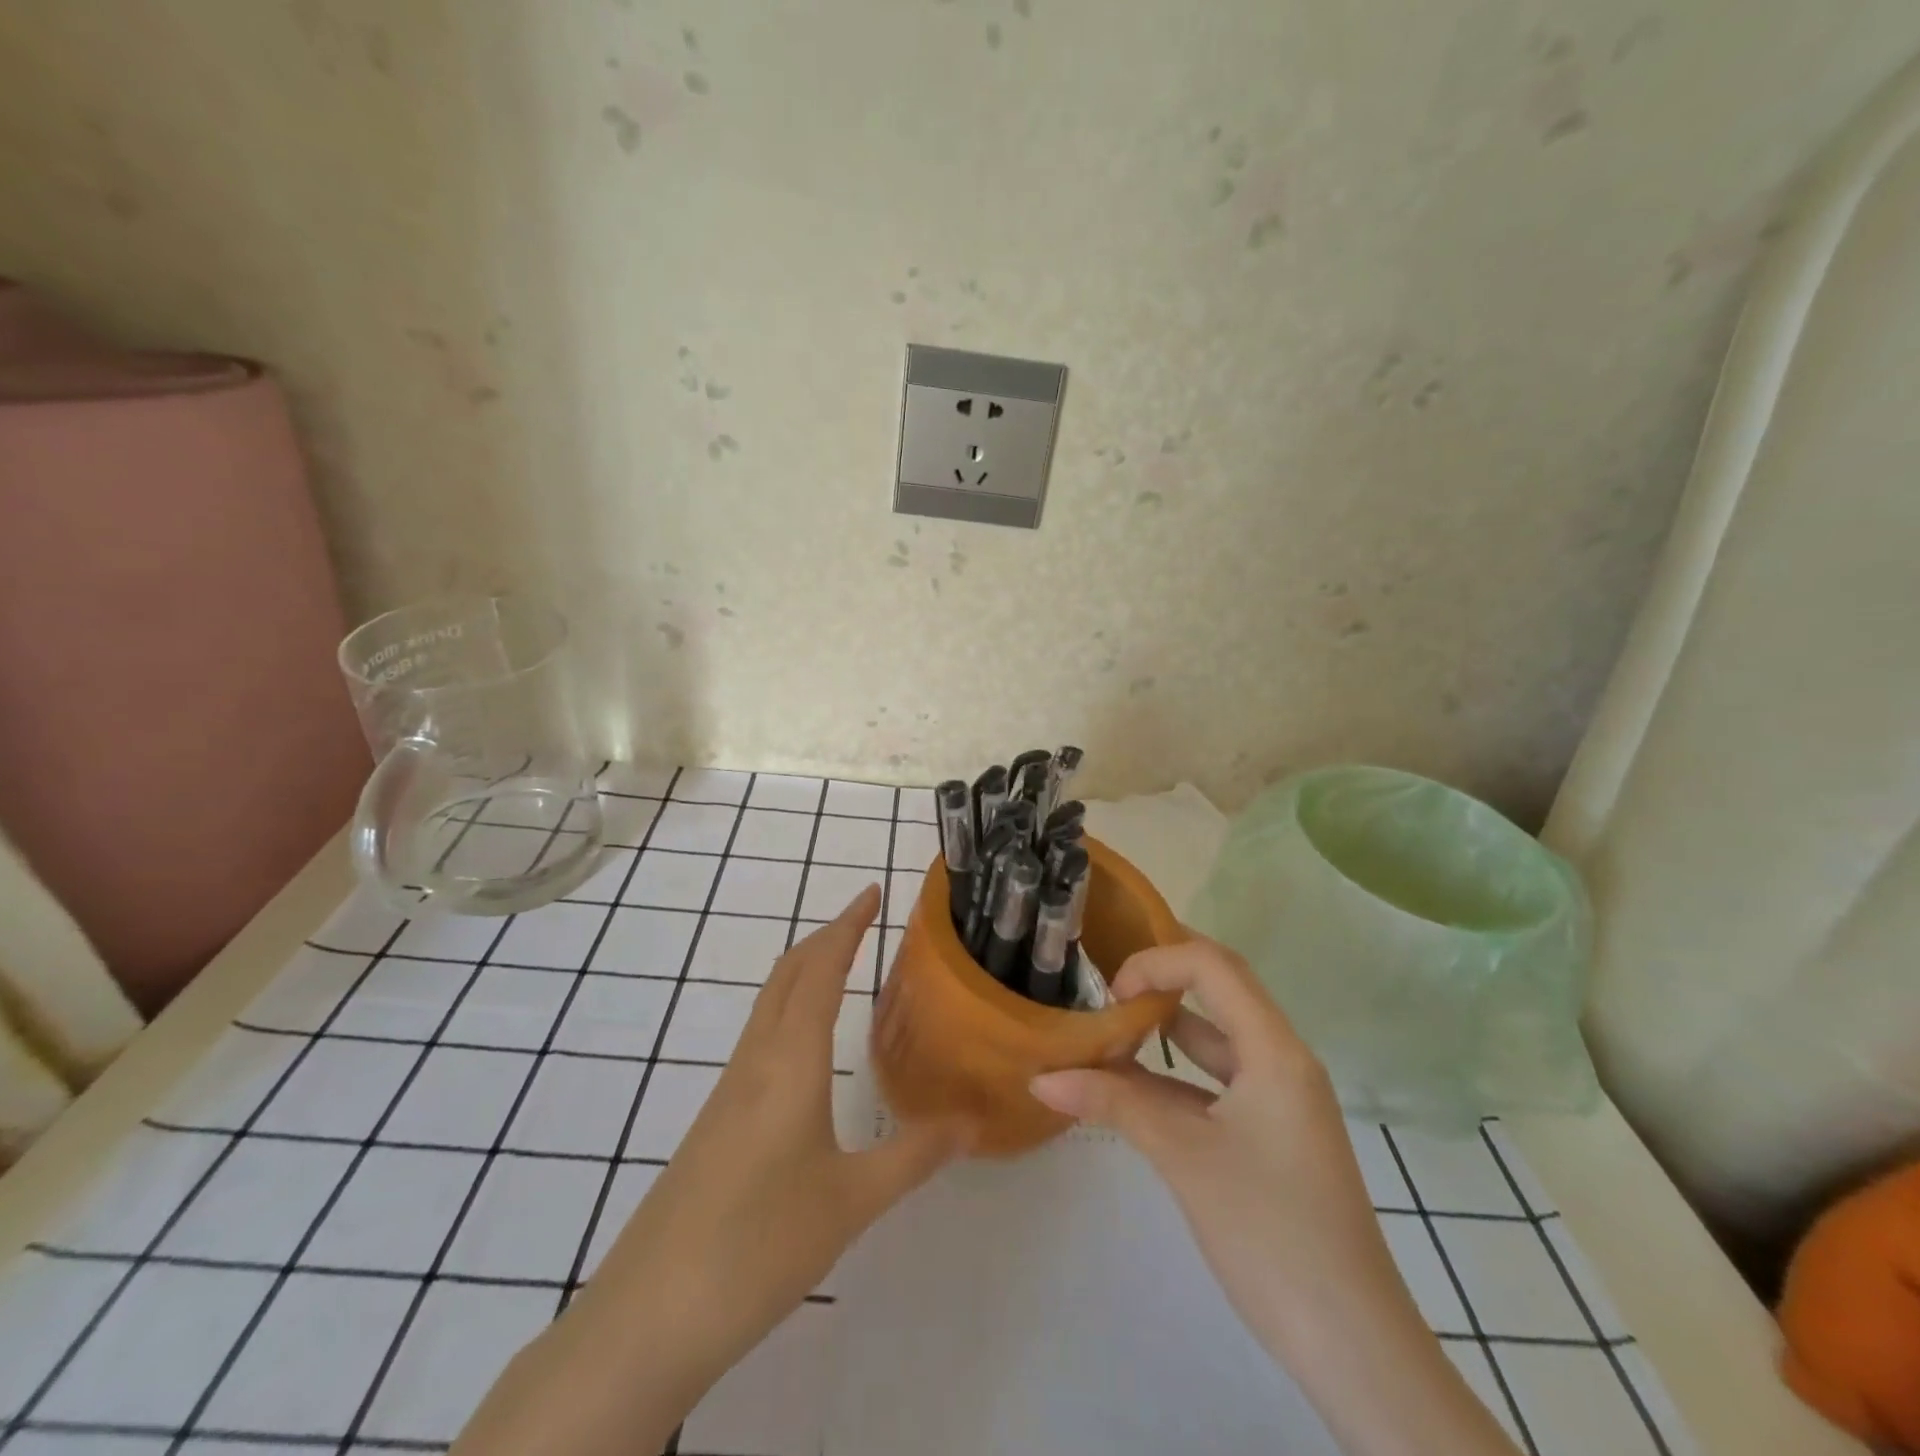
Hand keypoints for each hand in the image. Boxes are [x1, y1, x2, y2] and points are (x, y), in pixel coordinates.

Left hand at [454, 885, 963, 1455]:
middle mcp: (755, 1061)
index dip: (847, 925)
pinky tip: (807, 1049)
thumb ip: (914, 1155)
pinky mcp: (715, 1122)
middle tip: (865, 920)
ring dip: (804, 971)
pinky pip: (759, 1039)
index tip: (871, 891)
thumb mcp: (852, 1202)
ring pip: (769, 1005)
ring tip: (844, 968)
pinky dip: (790, 1011)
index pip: (820, 969)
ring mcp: (728, 1091)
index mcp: (790, 1061)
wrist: (649, 1317)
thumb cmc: (760, 1245)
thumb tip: (970, 1120)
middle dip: (825, 937)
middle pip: (787, 974)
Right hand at [1031, 936, 1517, 1455]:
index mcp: (1275, 1050)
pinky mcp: (1271, 1132)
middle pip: (1219, 989)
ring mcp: (1279, 1097)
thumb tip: (1042, 1078)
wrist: (1353, 1346)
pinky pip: (1216, 1081)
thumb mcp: (1184, 1157)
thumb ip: (1113, 1105)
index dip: (1157, 962)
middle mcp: (1282, 1059)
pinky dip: (1173, 1074)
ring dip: (1164, 1027)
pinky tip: (1131, 1085)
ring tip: (1107, 1023)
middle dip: (1161, 976)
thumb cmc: (1270, 1232)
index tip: (1110, 994)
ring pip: (1215, 1038)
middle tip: (1104, 978)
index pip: (1213, 966)